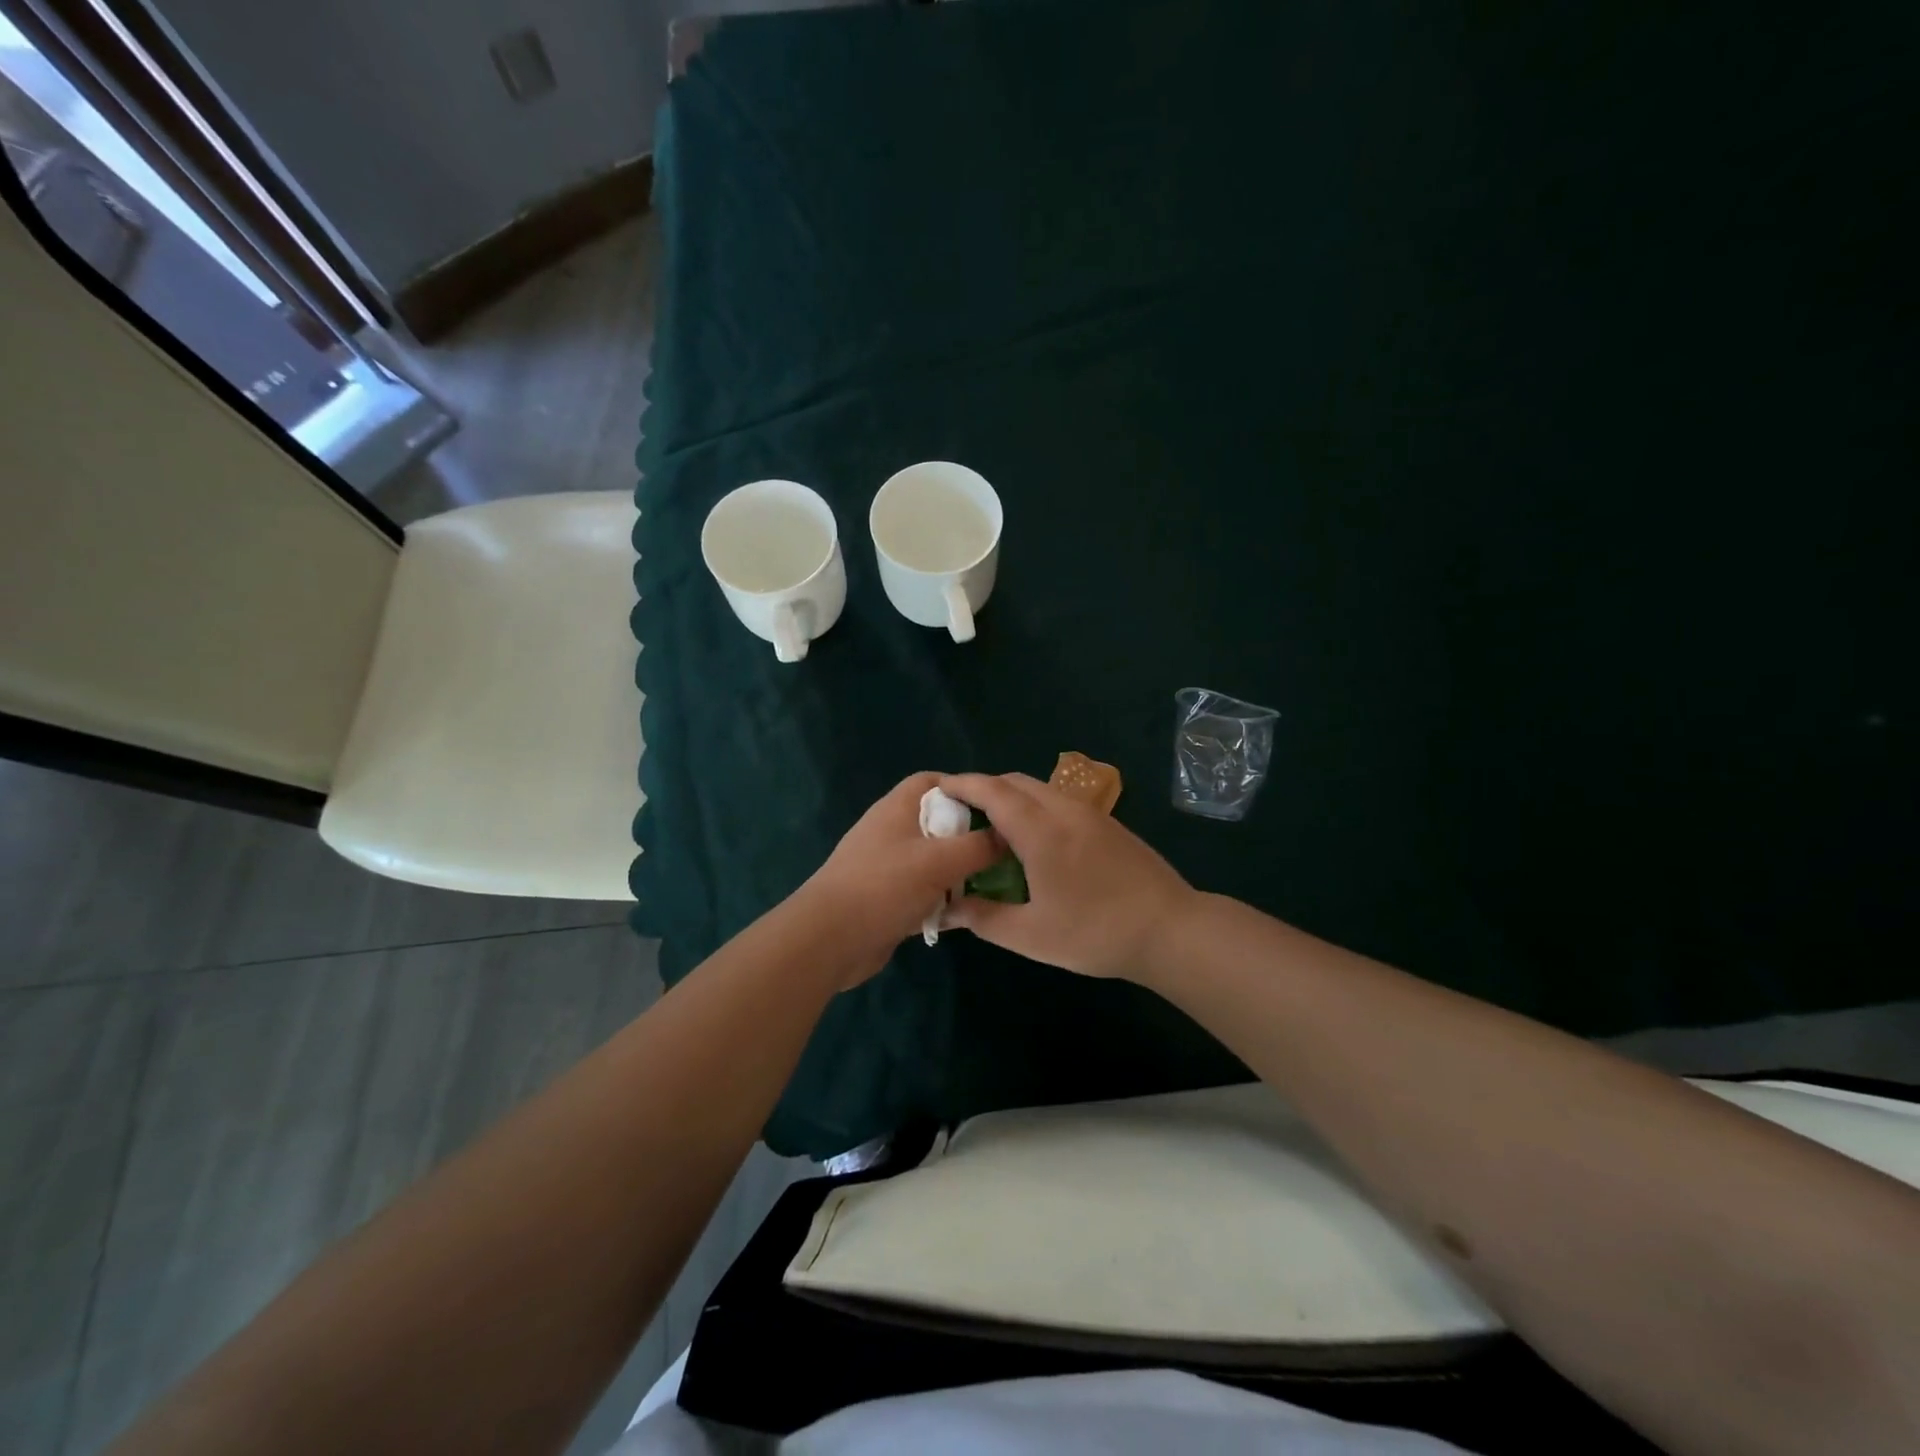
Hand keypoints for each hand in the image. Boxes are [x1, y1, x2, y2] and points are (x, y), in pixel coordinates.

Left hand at [803, 772, 1000, 979]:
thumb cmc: (883, 887)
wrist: (829, 941)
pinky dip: (945, 901)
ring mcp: (888, 868)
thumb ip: (978, 846)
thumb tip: (1008, 837)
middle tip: (1005, 850)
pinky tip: (970, 914)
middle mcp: (892, 832)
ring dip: (960, 873)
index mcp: (897, 809)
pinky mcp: (889, 901)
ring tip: (996, 884)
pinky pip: (925, 893)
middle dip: (970, 835)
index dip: (965, 788)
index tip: (998, 808)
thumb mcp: (939, 861)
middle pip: (938, 823)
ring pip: (934, 861)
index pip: (933, 782)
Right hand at [938, 773, 1197, 980]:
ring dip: (1011, 798)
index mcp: (1040, 830)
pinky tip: (1034, 841)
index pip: (991, 791)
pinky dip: (1035, 807)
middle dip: (983, 790)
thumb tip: (948, 909)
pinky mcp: (1108, 824)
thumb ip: (984, 918)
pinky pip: (1059, 801)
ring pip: (1040, 789)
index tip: (937, 789)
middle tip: (960, 815)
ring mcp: (1090, 813)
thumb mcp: (1031, 936)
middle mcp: (1063, 809)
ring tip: (993, 829)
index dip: (961, 785)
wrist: (1171, 930)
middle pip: (1015, 782)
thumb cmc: (1095, 932)